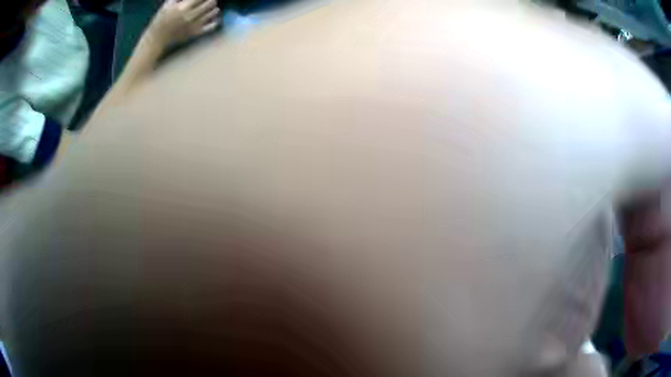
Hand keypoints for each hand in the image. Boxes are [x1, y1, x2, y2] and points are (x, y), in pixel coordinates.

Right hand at [146, 0, 219, 46]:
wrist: (157, 38)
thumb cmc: (161, 19)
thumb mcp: (168, 4)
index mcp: (183, 8)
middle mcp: (190, 16)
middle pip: (210, 3)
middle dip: (212, 0)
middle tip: (210, 0)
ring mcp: (194, 25)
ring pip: (213, 13)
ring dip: (214, 8)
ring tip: (213, 7)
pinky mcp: (195, 33)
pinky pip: (211, 26)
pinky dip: (215, 21)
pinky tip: (214, 17)